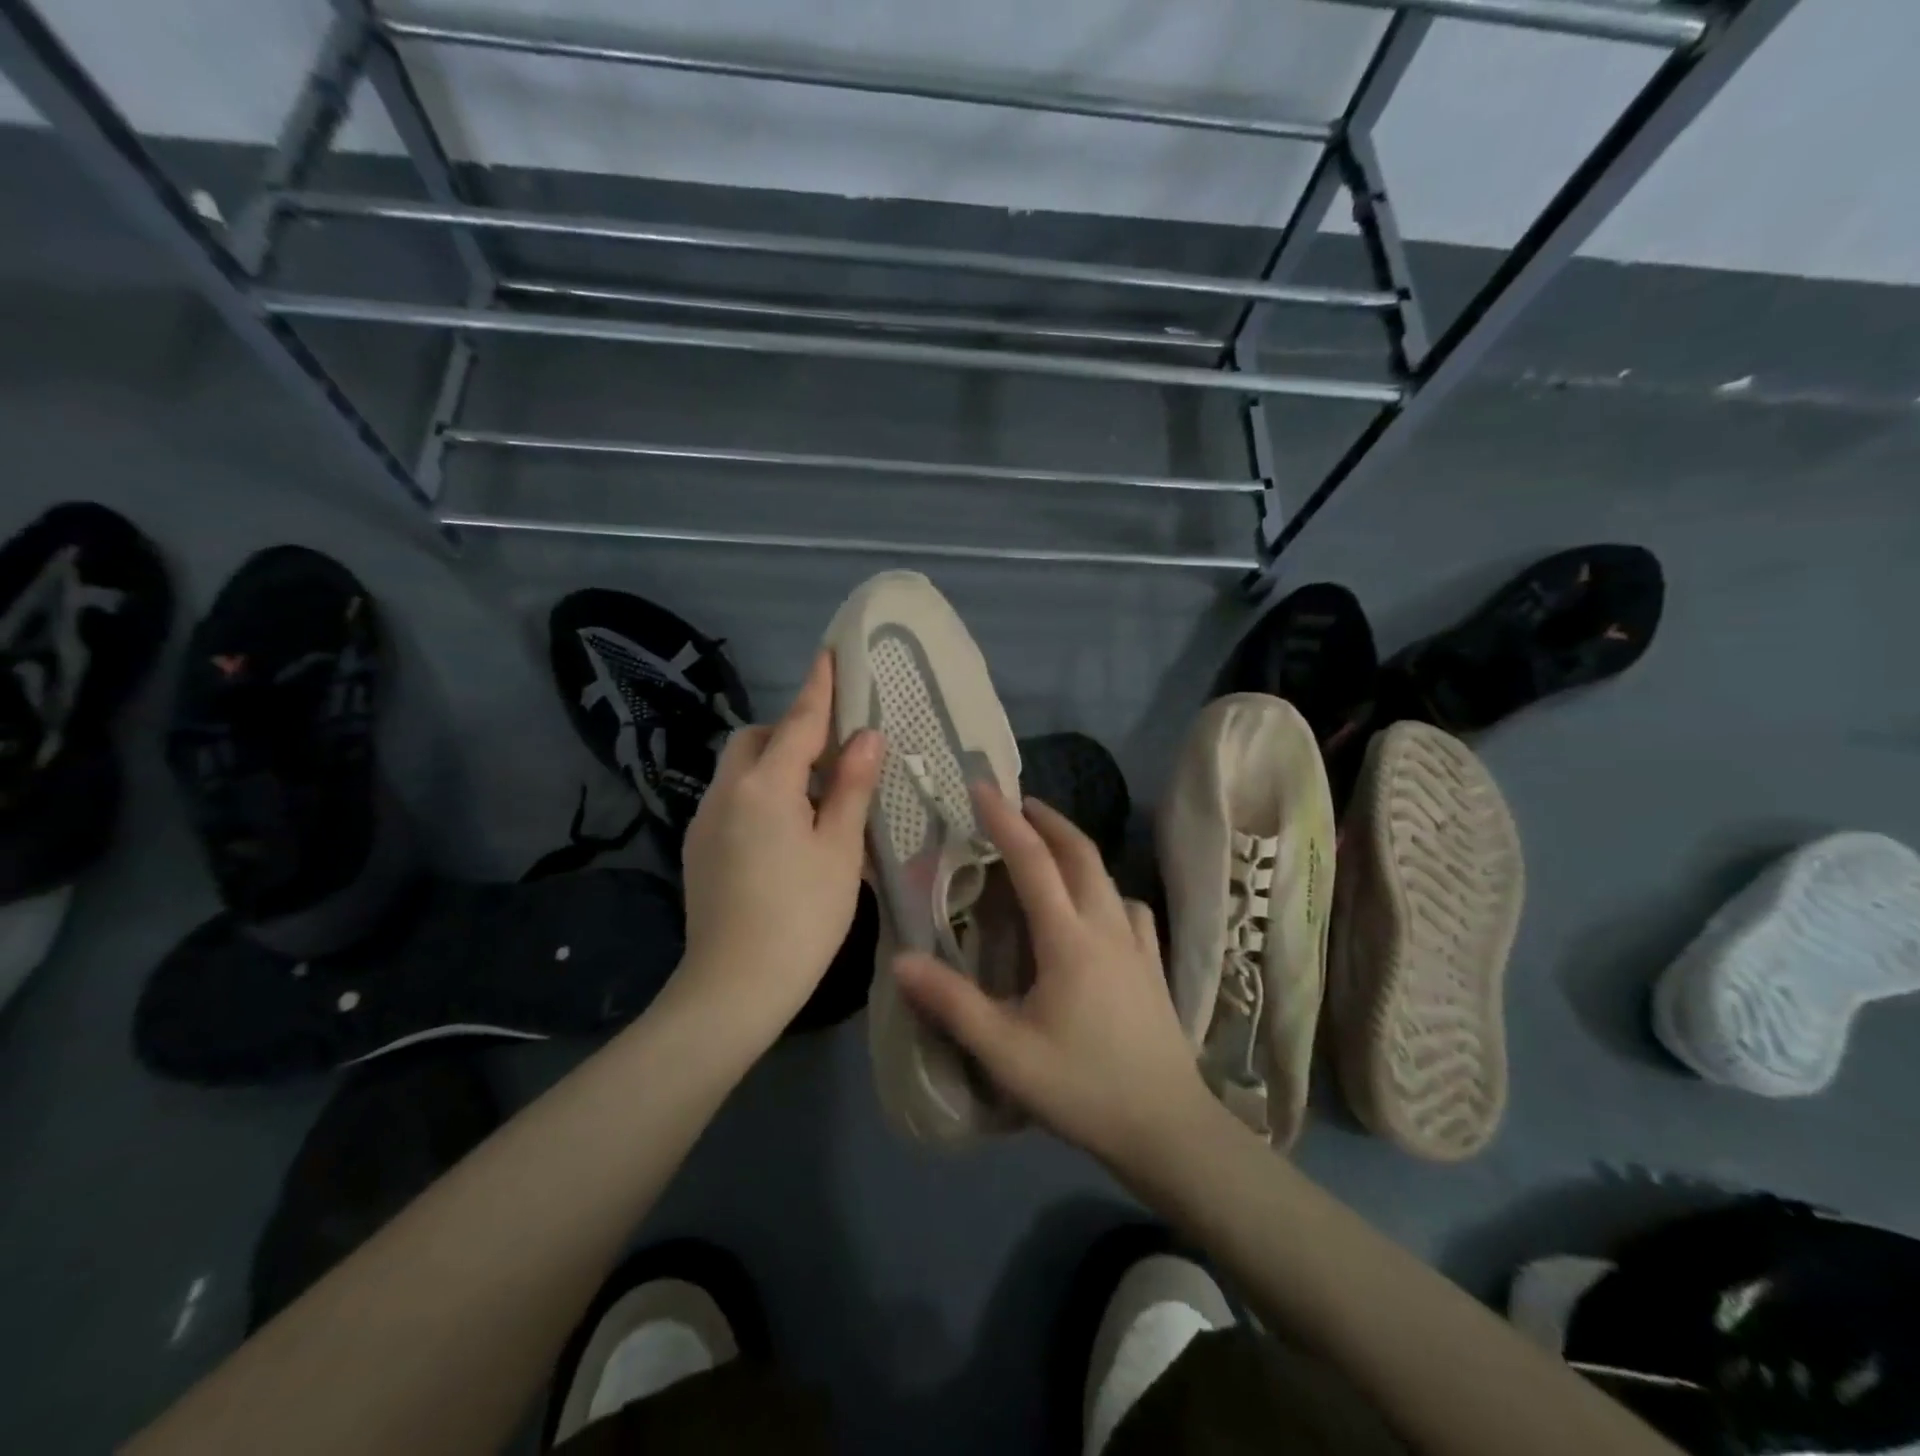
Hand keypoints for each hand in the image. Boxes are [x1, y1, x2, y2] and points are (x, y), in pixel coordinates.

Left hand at [679, 650, 882, 1035]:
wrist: (732, 988)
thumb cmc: (801, 917)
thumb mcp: (839, 850)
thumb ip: (851, 787)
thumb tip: (867, 736)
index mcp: (764, 786)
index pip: (797, 721)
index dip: (819, 687)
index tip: (831, 653)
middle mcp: (725, 792)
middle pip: (755, 739)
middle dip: (789, 732)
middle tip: (832, 756)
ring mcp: (704, 821)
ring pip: (739, 769)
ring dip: (773, 764)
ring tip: (814, 798)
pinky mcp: (697, 848)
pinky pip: (731, 799)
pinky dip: (758, 794)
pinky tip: (784, 833)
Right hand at [892, 785, 1216, 1177]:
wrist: (1168, 1128)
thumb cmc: (1083, 1087)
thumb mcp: (1006, 1053)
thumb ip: (952, 1004)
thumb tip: (900, 960)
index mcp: (1069, 938)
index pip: (1033, 861)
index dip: (1005, 820)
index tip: (982, 787)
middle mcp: (1106, 926)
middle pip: (1080, 853)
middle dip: (1047, 819)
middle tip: (1017, 803)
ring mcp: (1137, 944)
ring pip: (1107, 875)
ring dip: (1076, 848)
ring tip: (1049, 845)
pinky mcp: (1154, 965)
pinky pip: (1131, 907)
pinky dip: (1107, 888)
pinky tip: (1100, 905)